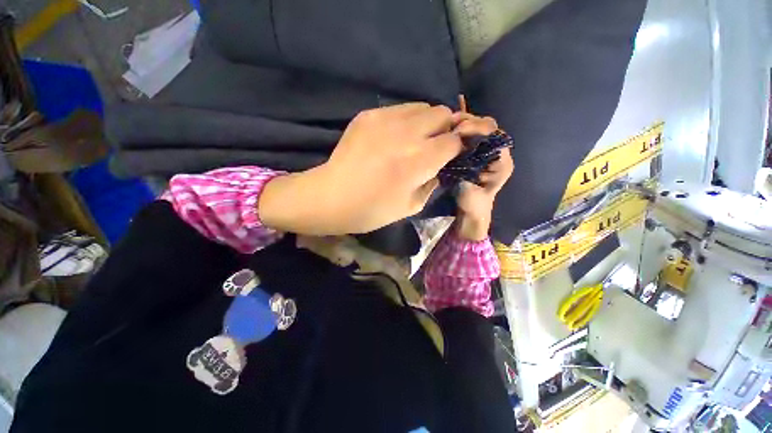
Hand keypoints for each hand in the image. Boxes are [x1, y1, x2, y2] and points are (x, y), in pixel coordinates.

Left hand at [258, 103, 465, 234]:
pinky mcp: (369, 115)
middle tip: (434, 145)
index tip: (451, 154)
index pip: (455, 140)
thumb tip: (442, 165)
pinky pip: (399, 109)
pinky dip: (405, 120)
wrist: (331, 197)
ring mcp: (386, 119)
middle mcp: (407, 134)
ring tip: (414, 139)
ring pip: (422, 106)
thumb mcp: (412, 206)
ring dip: (426, 122)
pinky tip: (393, 137)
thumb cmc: (372, 210)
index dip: (457, 146)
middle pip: (443, 114)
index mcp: (420, 161)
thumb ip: (433, 182)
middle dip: (445, 129)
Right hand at [453, 116, 513, 240]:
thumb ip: (469, 175)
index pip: (493, 133)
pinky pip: (466, 138)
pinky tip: (446, 132)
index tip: (459, 130)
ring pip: (476, 130)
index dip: (477, 127)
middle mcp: (494, 152)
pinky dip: (457, 133)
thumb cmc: (474, 205)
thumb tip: (456, 153)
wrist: (470, 212)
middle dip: (469, 122)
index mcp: (501, 160)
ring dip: (461, 124)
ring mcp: (482, 152)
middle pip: (486, 127)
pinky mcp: (471, 155)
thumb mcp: (472, 195)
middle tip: (450, 123)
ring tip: (447, 125)